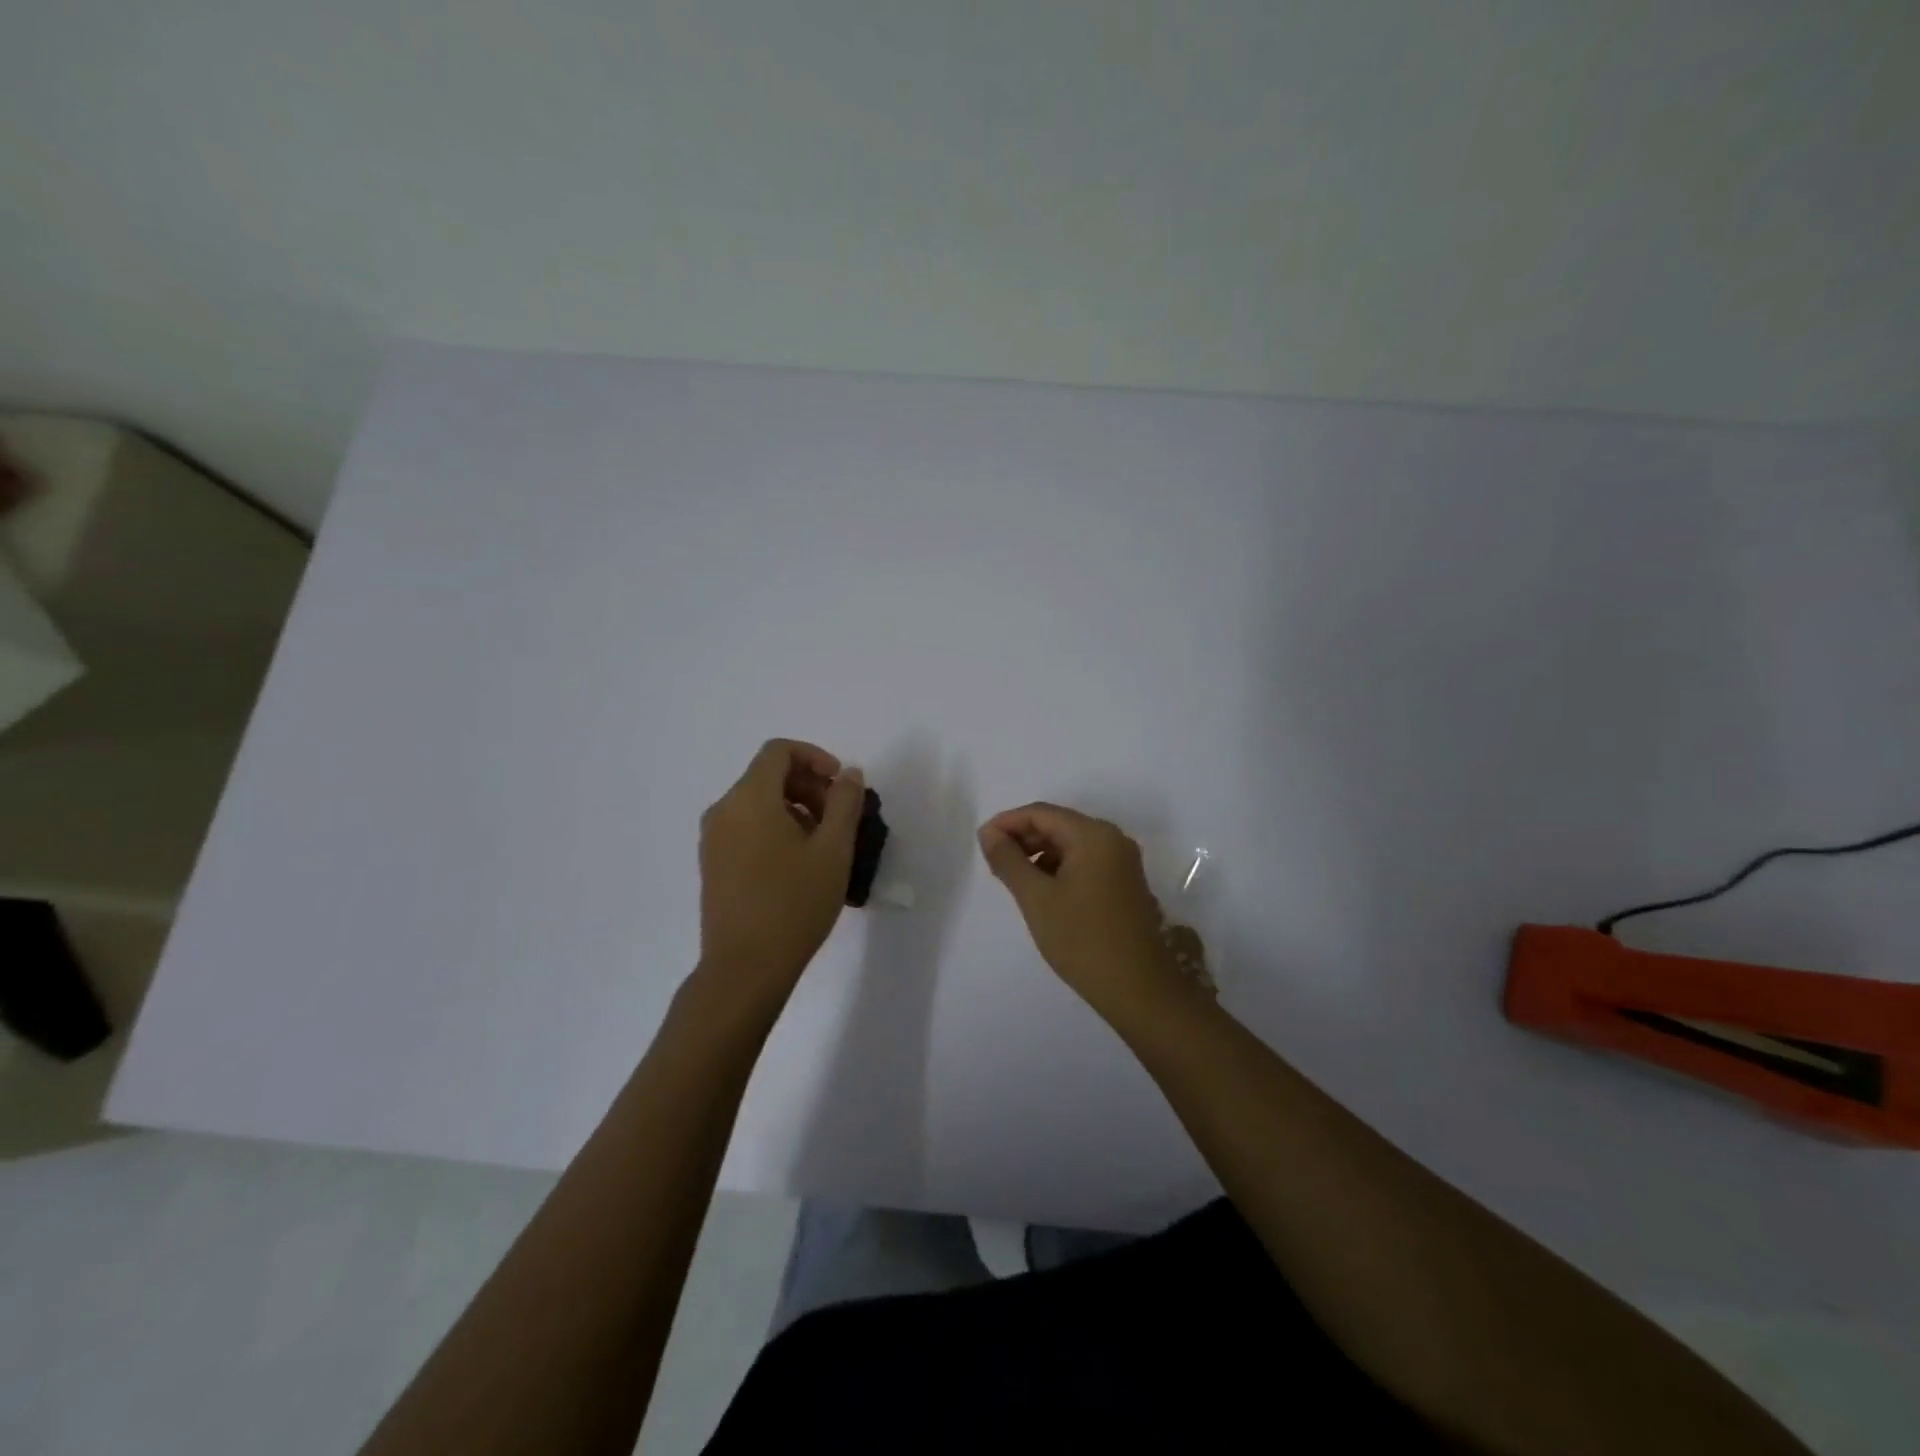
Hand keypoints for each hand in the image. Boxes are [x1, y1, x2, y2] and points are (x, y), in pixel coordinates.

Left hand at [697, 739, 864, 1000]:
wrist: (745, 968)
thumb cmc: (794, 904)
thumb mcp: (833, 850)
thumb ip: (845, 803)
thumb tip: (849, 774)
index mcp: (749, 799)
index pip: (779, 751)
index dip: (815, 757)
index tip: (841, 785)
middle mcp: (723, 810)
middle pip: (768, 775)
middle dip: (809, 786)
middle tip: (839, 818)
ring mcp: (713, 839)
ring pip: (757, 803)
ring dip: (795, 809)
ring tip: (824, 845)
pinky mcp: (712, 864)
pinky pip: (746, 826)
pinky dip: (775, 828)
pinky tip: (798, 864)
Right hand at [978, 802, 1191, 1018]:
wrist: (1138, 989)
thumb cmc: (1082, 939)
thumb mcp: (1036, 898)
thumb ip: (1008, 860)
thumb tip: (988, 833)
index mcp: (1093, 835)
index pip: (1041, 813)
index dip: (1007, 822)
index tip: (982, 842)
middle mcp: (1113, 839)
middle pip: (1058, 824)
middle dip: (1023, 838)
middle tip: (993, 861)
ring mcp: (1123, 862)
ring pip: (1072, 844)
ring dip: (1040, 854)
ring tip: (1014, 879)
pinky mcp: (1125, 883)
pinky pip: (1086, 862)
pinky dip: (1060, 868)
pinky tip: (1043, 891)